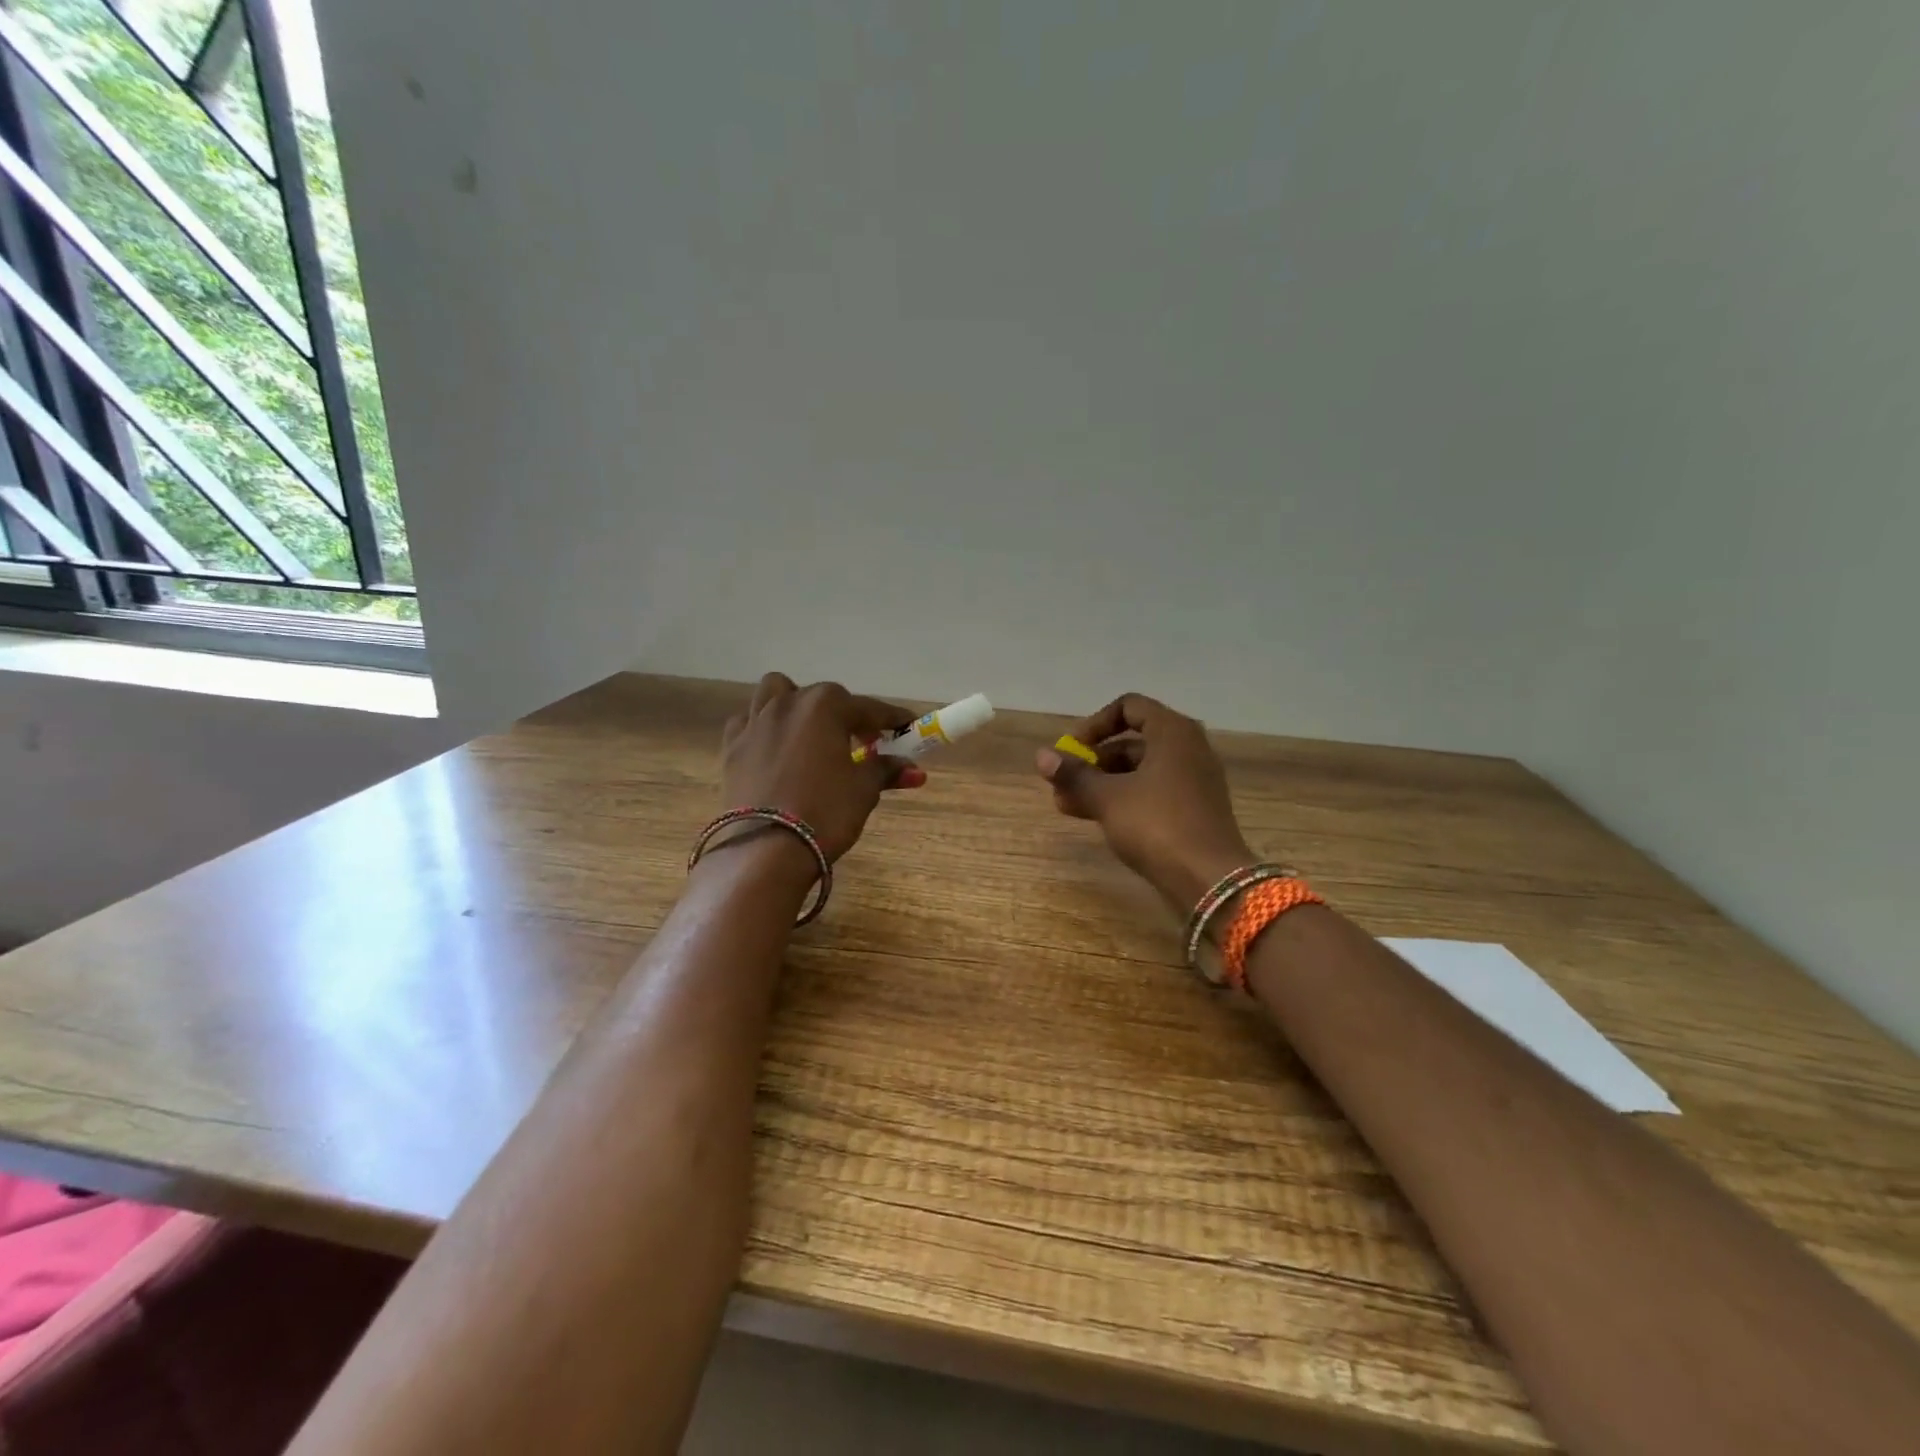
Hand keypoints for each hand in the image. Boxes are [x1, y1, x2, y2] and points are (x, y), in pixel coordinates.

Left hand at [720, 673, 921, 862]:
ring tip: (809, 730)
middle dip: (847, 716)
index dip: (892, 719)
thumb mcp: (864, 789)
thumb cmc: (825, 812)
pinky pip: (748, 721)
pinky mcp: (732, 746)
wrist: (766, 848)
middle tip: (863, 743)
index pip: (870, 708)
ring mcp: (755, 721)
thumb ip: (886, 770)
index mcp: (826, 706)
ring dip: (796, 704)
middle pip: (824, 698)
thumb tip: (912, 768)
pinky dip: (763, 726)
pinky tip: (774, 746)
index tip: (908, 727)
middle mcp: (789, 703)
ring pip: (776, 693)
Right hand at [1035, 693, 1252, 912]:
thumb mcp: (1107, 798)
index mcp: (1173, 732)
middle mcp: (1188, 749)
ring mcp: (1194, 782)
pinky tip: (1096, 820)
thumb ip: (1073, 775)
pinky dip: (1124, 800)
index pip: (1129, 707)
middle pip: (1132, 742)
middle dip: (1093, 762)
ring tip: (1067, 806)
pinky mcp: (1194, 811)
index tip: (1072, 750)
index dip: (1095, 724)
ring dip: (1102, 784)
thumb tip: (1041, 756)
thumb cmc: (1156, 824)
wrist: (1210, 880)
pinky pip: (1152, 794)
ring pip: (1140, 772)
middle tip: (1063, 784)